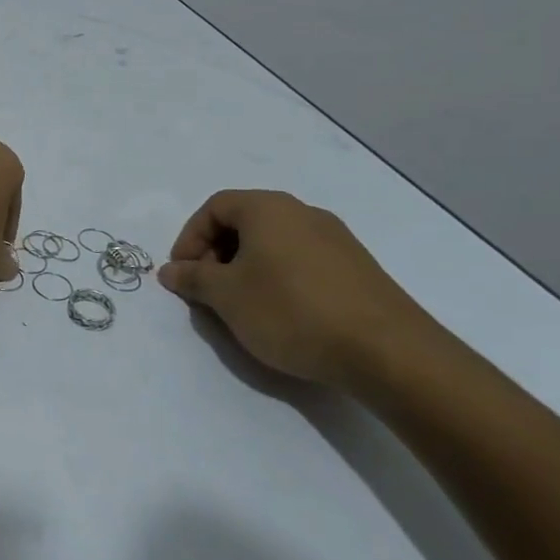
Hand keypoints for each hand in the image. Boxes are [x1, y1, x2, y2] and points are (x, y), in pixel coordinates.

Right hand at [158, 190, 430, 387]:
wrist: (389, 353)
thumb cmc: (291, 311)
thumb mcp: (226, 296)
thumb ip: (193, 278)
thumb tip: (171, 270)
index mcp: (268, 208)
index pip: (214, 207)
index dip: (190, 238)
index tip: (183, 273)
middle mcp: (303, 213)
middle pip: (244, 222)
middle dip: (217, 254)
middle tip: (208, 290)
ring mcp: (336, 240)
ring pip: (274, 244)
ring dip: (247, 269)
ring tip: (242, 307)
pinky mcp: (358, 270)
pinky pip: (302, 262)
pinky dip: (279, 279)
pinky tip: (282, 315)